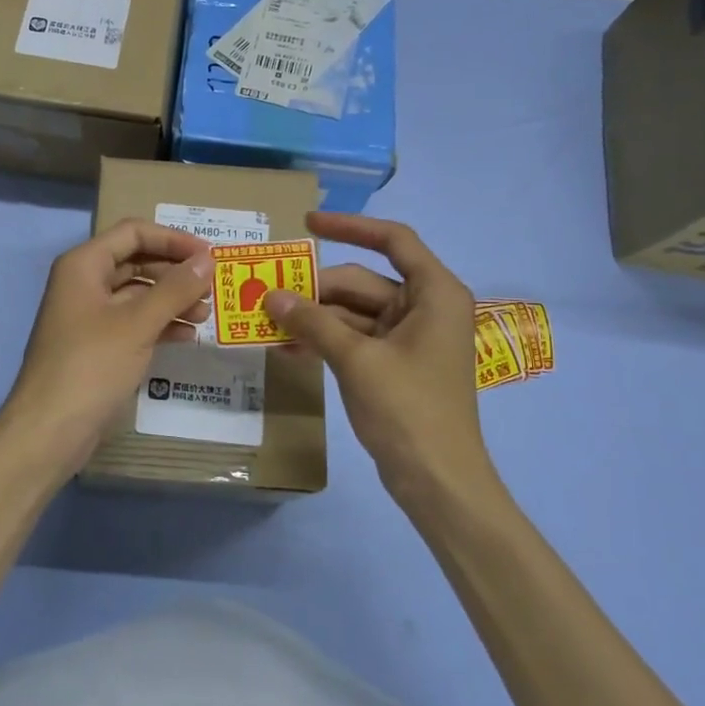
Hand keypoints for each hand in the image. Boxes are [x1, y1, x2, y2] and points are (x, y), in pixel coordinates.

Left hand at [3, 220, 215, 469]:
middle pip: (137, 261)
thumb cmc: (91, 366)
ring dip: (172, 300)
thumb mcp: (138, 323)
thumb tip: (208, 259)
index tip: (210, 256)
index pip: (134, 232)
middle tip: (213, 289)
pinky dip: (160, 325)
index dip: (173, 239)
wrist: (50, 430)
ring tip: (205, 316)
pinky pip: (134, 323)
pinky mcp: (97, 346)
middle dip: (176, 273)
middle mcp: (84, 283)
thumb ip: (175, 288)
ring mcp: (89, 316)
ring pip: (138, 295)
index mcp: (84, 265)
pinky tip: (187, 337)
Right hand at [262, 213, 500, 505]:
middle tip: (266, 294)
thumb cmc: (408, 410)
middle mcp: (424, 307)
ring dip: (313, 318)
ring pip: (352, 312)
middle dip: (316, 288)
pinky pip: (353, 338)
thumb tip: (271, 296)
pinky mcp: (393, 364)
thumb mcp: (356, 360)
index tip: (307, 224)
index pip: (393, 240)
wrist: (438, 481)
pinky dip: (324, 340)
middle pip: (362, 281)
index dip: (349, 226)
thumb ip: (313, 323)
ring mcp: (408, 337)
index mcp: (434, 293)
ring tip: (267, 322)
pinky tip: (287, 348)